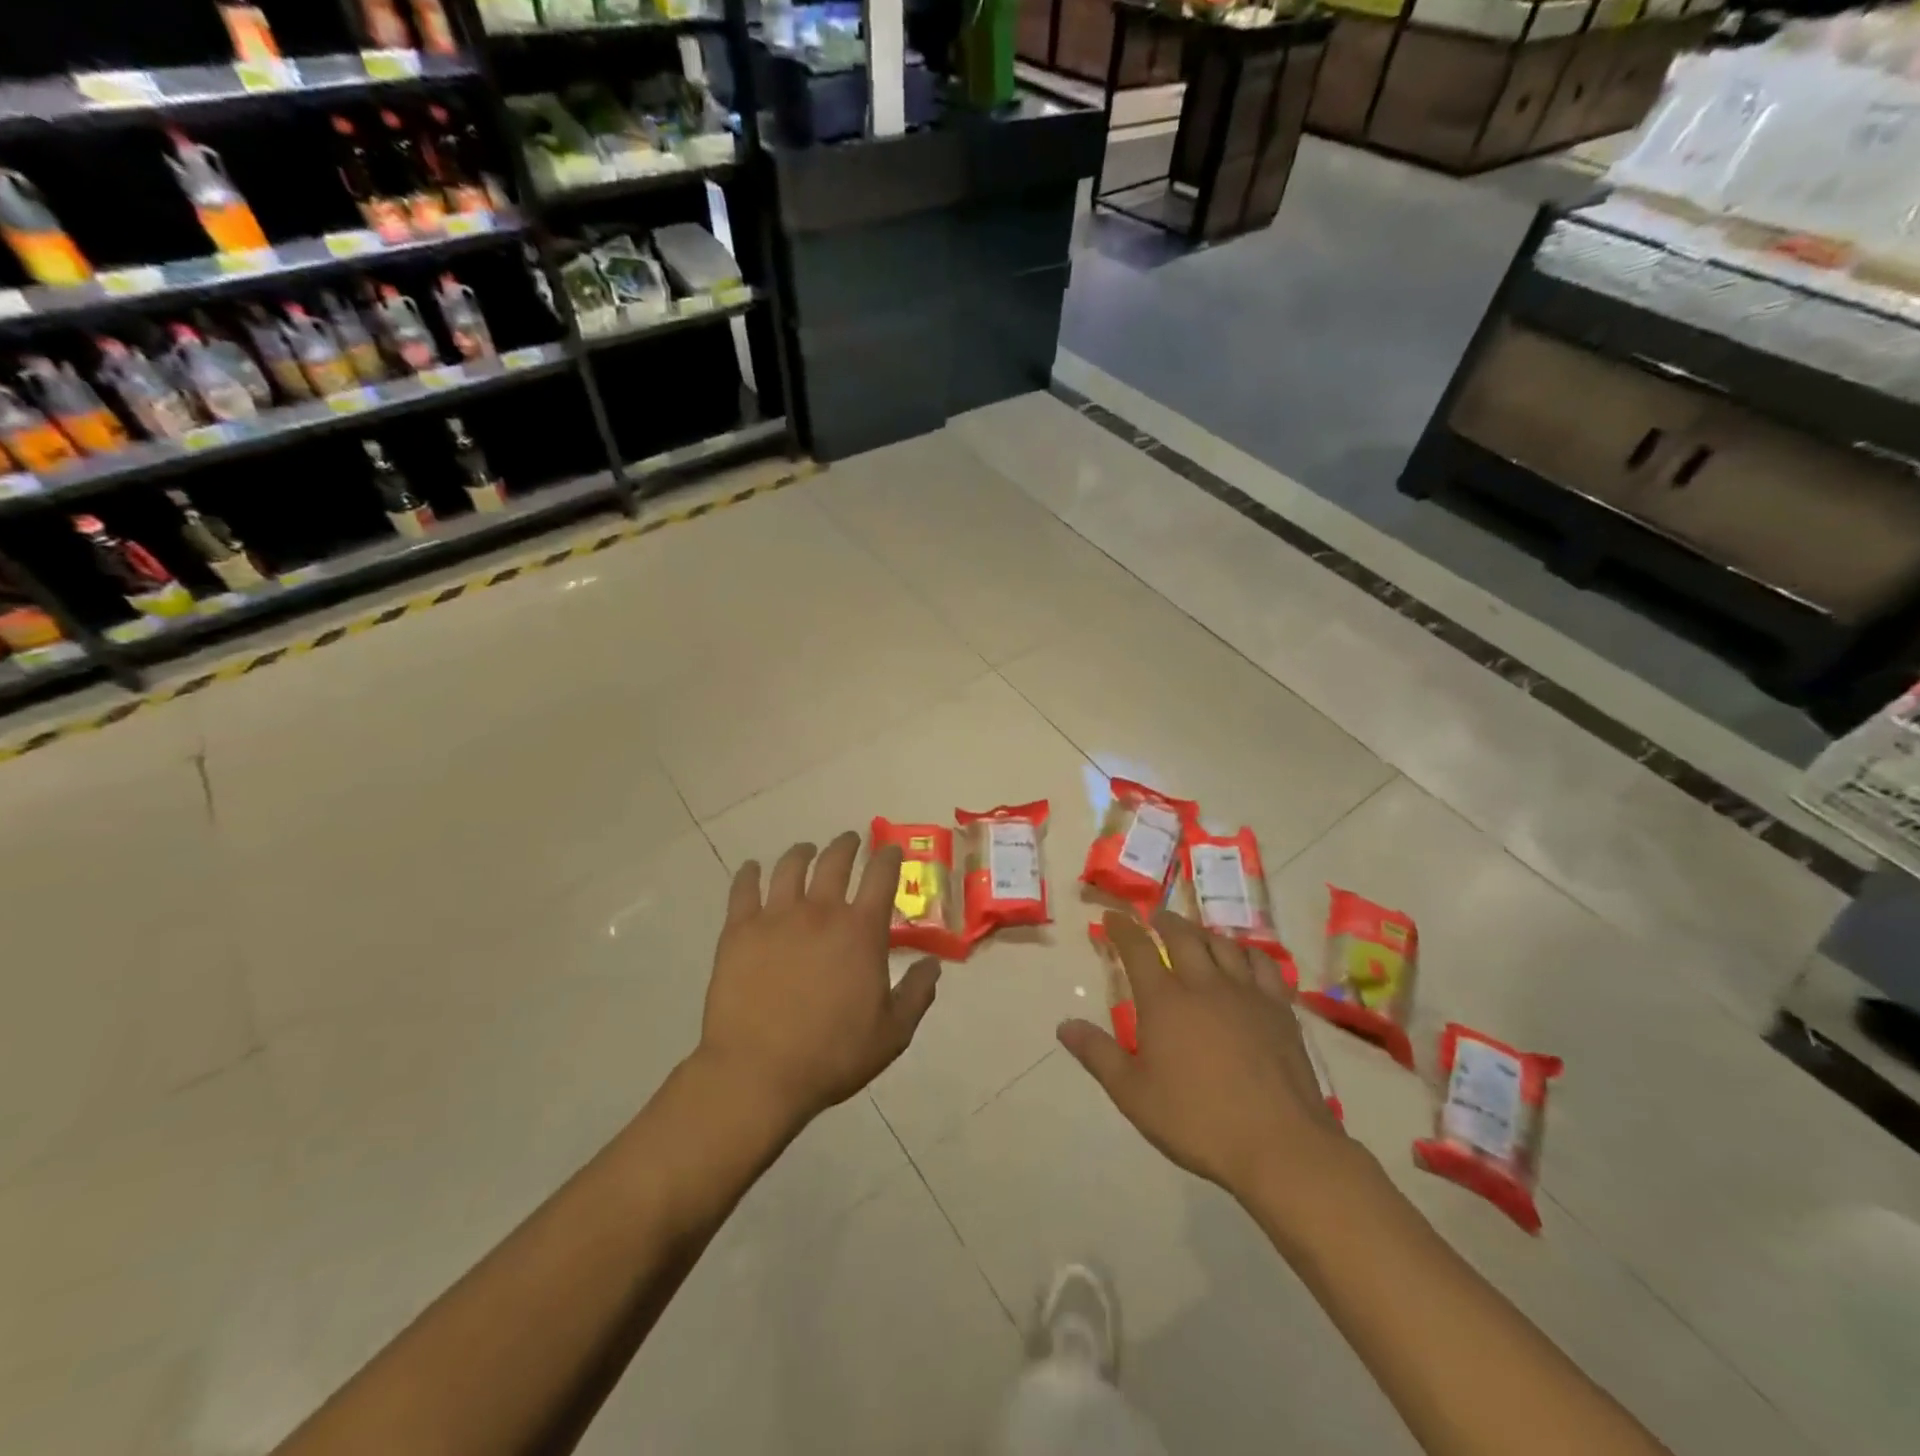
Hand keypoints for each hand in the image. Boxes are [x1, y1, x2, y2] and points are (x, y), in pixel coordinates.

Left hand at [698, 832, 940, 1128]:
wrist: (759, 1072)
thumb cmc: (832, 1054)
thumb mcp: (892, 1033)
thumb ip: (917, 994)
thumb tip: (934, 964)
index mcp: (861, 931)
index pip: (881, 876)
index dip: (889, 857)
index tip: (890, 849)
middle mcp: (821, 911)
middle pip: (835, 861)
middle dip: (846, 845)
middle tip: (849, 841)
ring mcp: (776, 916)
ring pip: (790, 867)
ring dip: (802, 853)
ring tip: (805, 850)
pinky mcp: (739, 930)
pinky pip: (744, 888)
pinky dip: (749, 874)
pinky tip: (751, 869)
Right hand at [1058, 909, 1348, 1203]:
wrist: (1278, 1145)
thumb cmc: (1197, 1121)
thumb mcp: (1133, 1094)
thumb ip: (1097, 1054)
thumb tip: (1064, 1025)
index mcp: (1164, 1000)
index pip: (1138, 949)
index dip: (1123, 928)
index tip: (1113, 916)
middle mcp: (1203, 984)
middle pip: (1182, 936)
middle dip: (1164, 921)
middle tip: (1154, 917)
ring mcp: (1245, 993)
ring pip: (1221, 944)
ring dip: (1202, 931)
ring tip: (1193, 932)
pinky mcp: (1278, 1009)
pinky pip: (1262, 964)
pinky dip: (1247, 951)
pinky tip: (1243, 957)